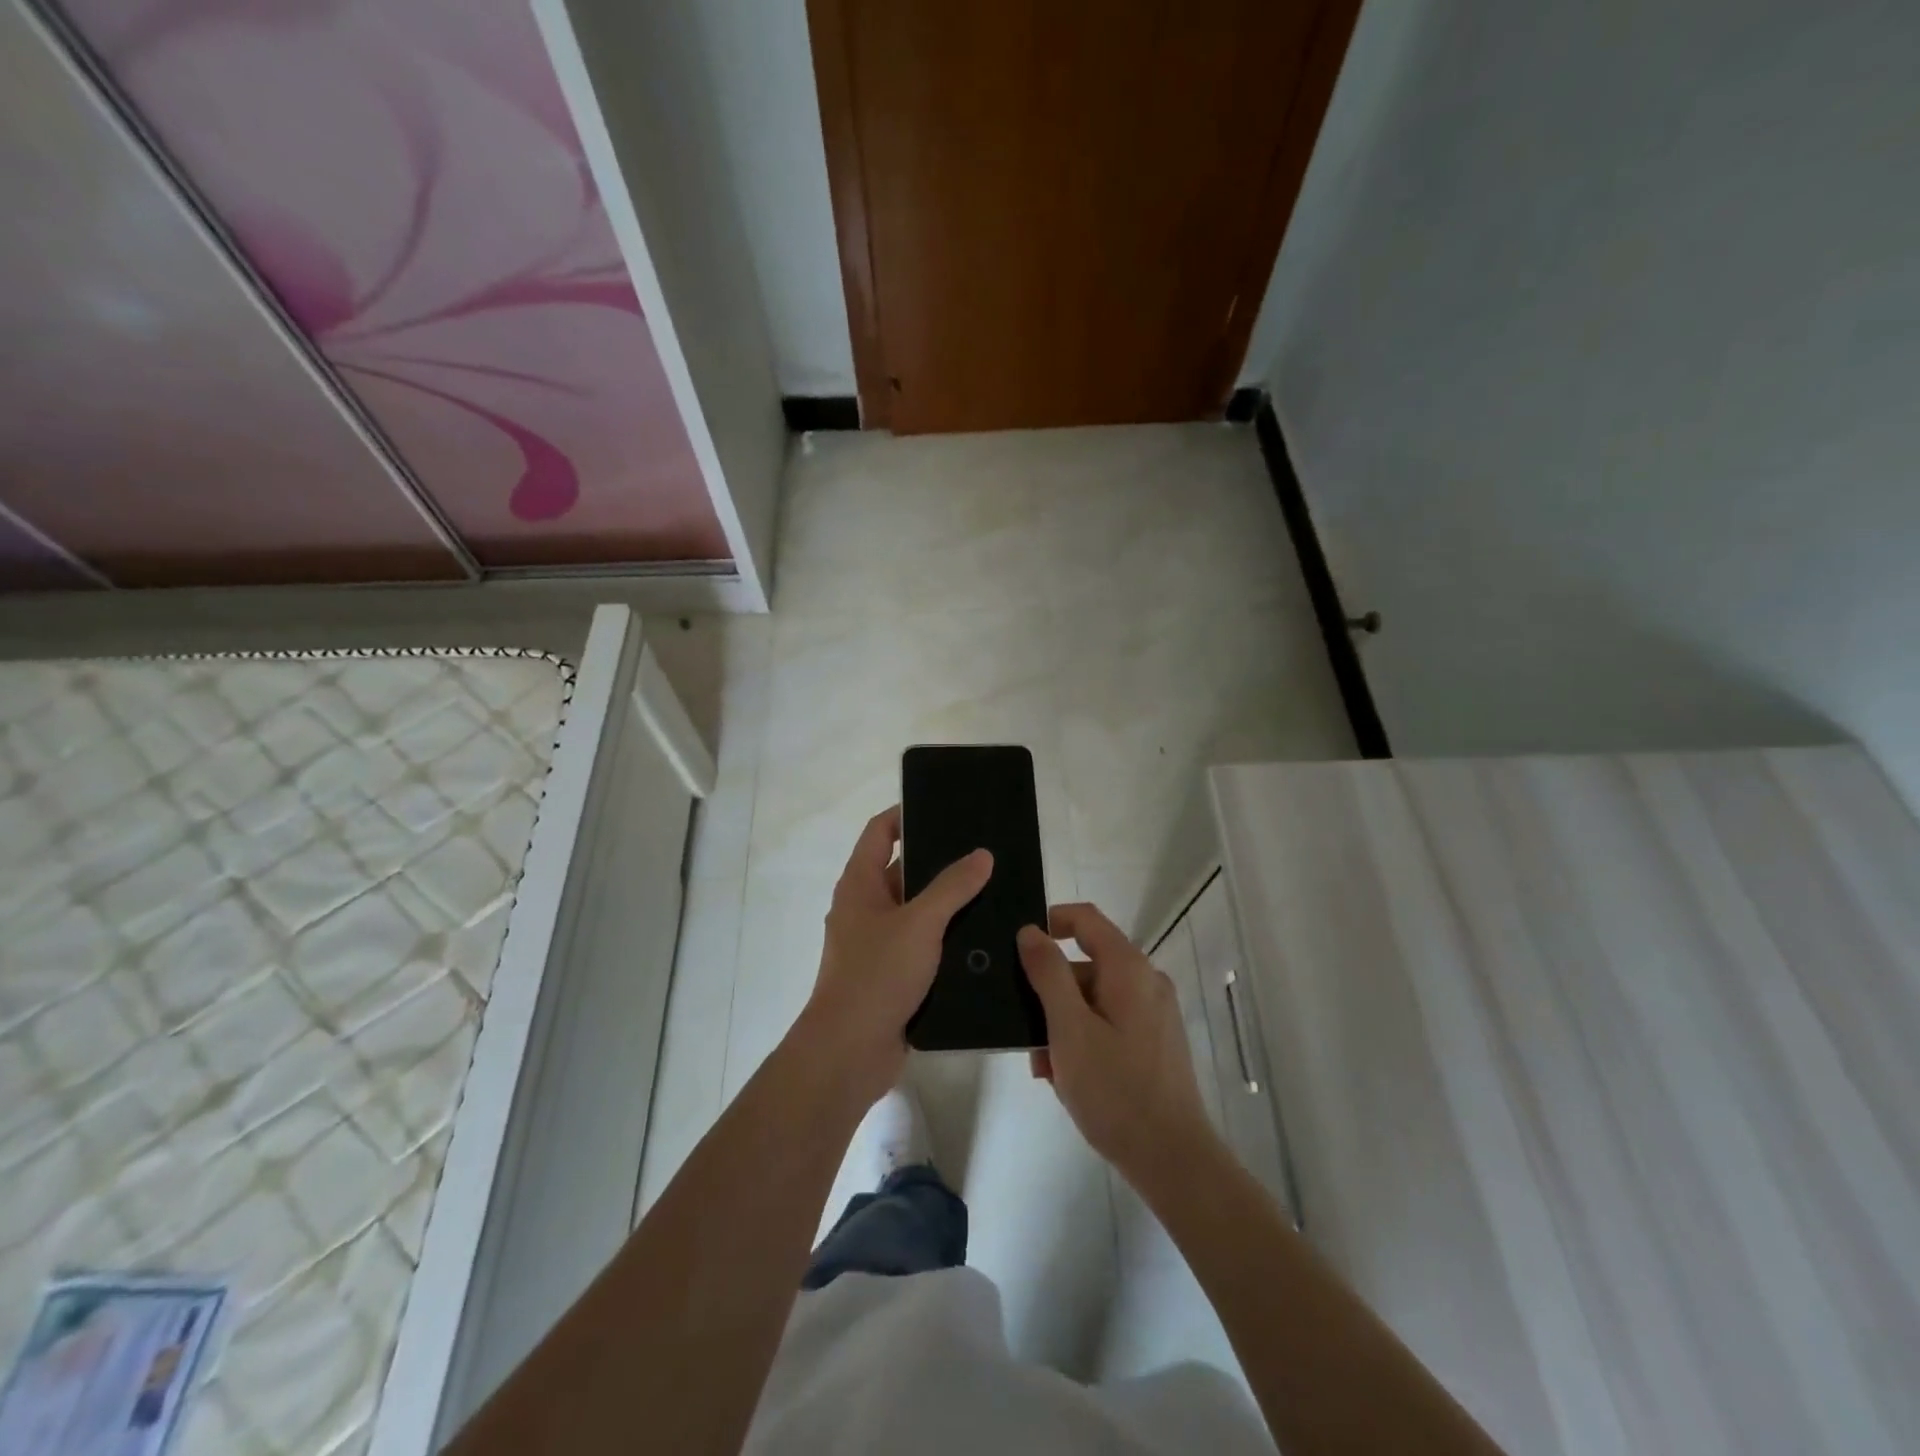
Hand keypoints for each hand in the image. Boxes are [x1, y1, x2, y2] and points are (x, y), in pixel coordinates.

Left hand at [793, 806, 992, 1106]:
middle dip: (940, 860)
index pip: (880, 832)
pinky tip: (984, 937)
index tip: (943, 806)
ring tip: (995, 889)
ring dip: (948, 902)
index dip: (905, 814)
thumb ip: (952, 887)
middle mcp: (866, 908)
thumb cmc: (877, 974)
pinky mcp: (893, 975)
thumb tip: (982, 854)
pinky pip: (923, 945)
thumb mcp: (919, 923)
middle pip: (903, 870)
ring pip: (918, 911)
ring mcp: (878, 943)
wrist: (849, 1052)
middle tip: (984, 850)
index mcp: (860, 884)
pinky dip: (947, 938)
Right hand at [1017, 905, 1218, 1191]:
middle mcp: (1146, 981)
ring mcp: (1154, 1013)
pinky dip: (1084, 1039)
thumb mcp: (1069, 1028)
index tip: (1018, 949)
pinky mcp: (1155, 1041)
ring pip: (1094, 999)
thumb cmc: (1115, 1090)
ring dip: (1063, 1023)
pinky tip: (1068, 1079)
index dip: (1050, 922)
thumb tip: (1030, 931)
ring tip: (1046, 1067)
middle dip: (1050, 993)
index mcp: (1128, 968)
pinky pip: (1110, 1023)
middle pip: (1086, 964)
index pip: (1085, 919)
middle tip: (1026, 1033)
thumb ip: (1047, 973)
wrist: (1172, 1159)